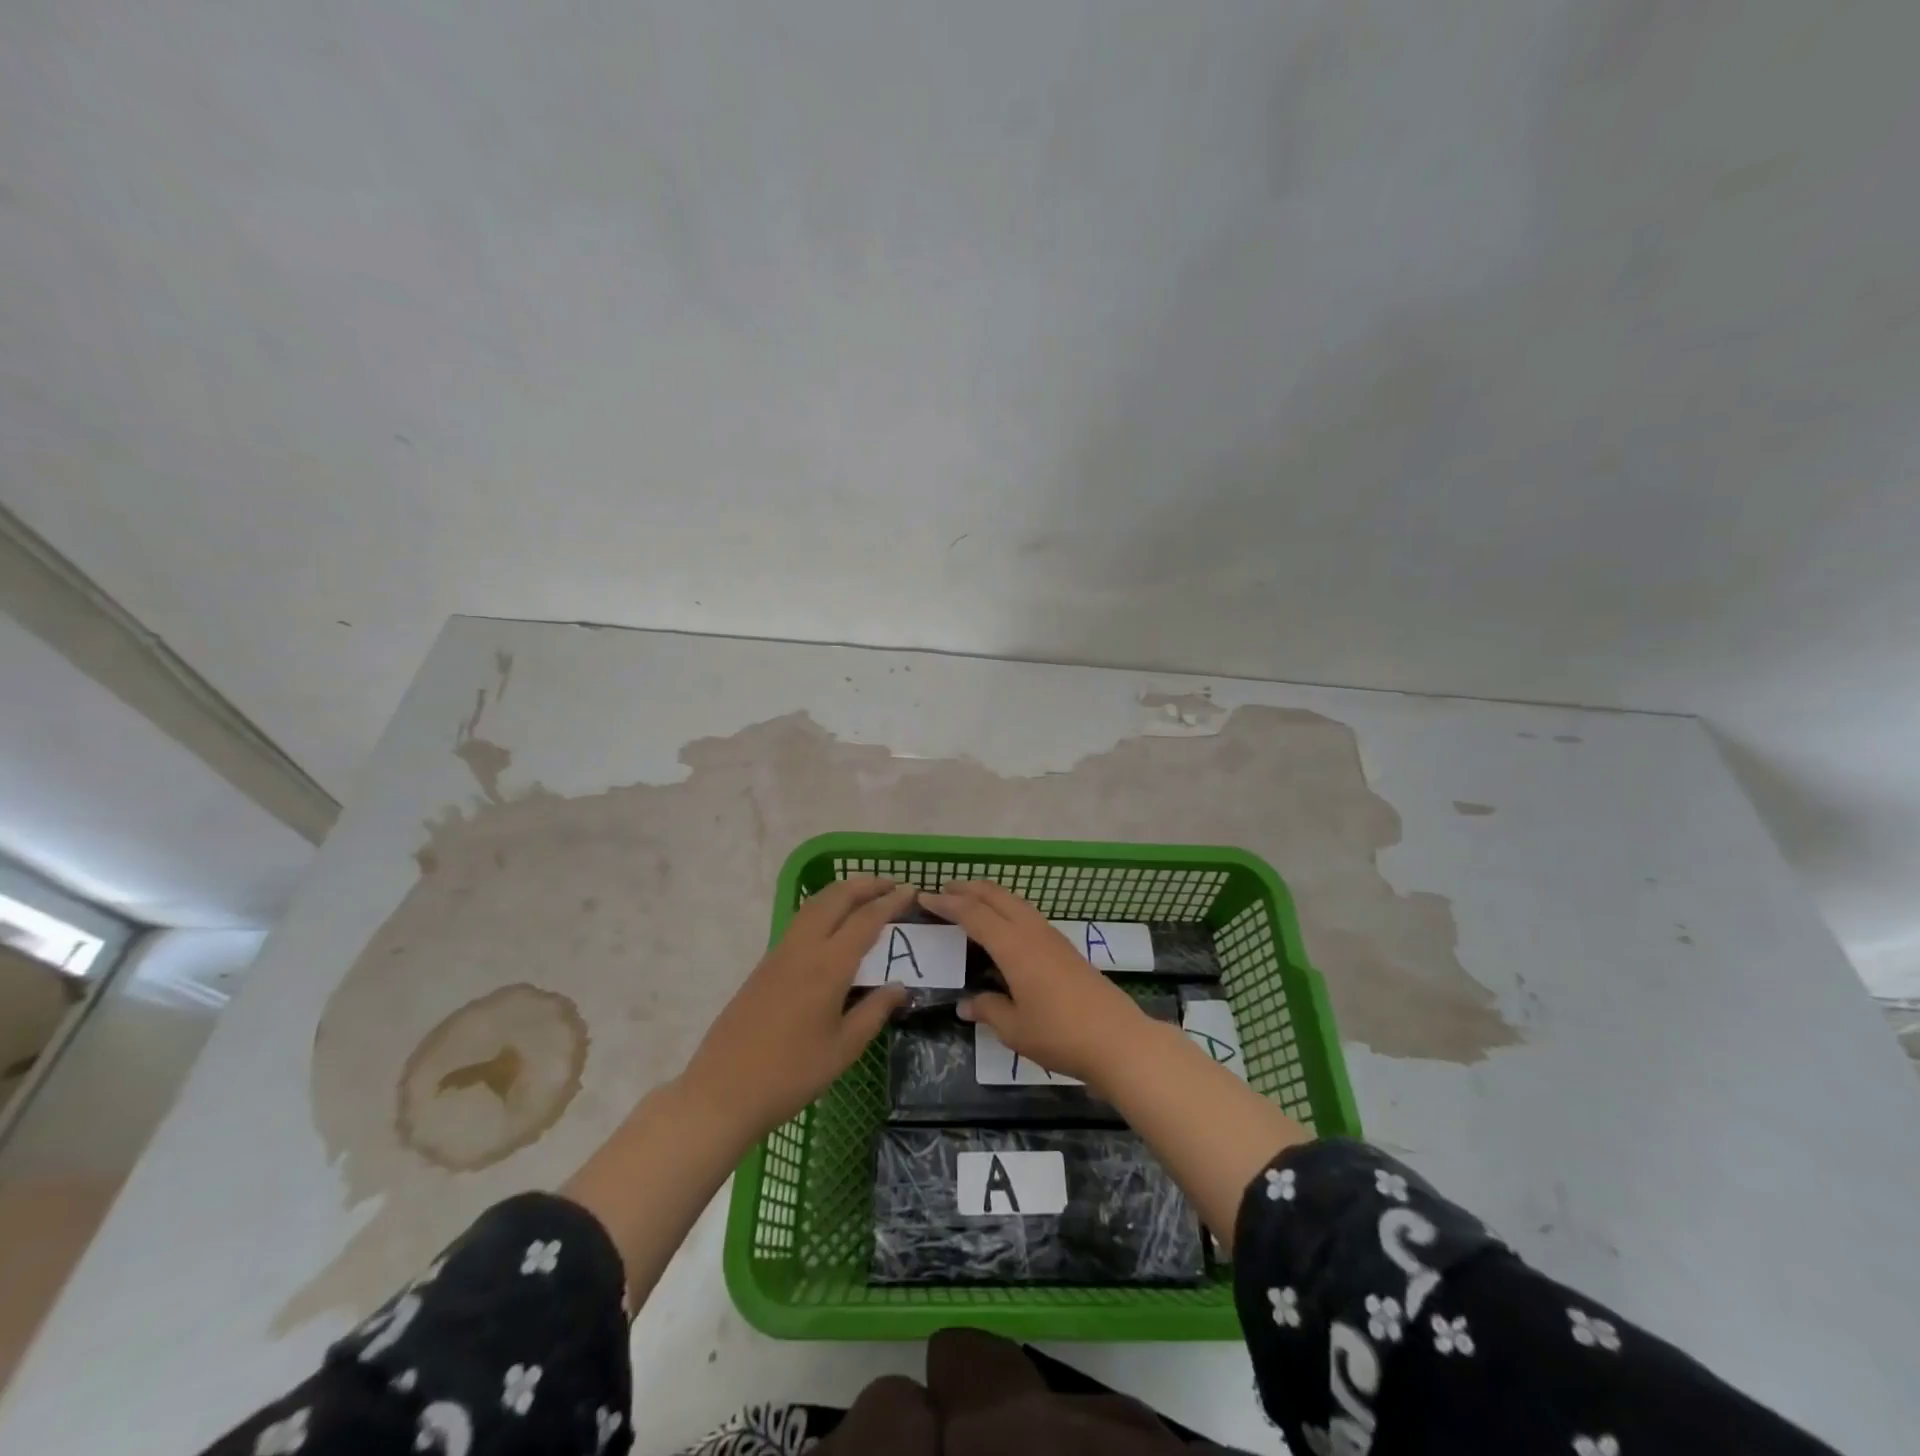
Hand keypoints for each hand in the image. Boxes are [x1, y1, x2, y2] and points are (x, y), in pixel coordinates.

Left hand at [683, 877, 913, 1133]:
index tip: (911, 890)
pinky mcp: (764, 964)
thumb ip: (874, 1011)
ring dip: (841, 892)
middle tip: (890, 883)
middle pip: (836, 898)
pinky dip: (822, 907)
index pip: (865, 920)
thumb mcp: (843, 1049)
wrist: (723, 1091)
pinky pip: (800, 921)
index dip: (890, 902)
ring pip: (813, 905)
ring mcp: (779, 954)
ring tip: (865, 893)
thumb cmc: (791, 1075)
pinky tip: (832, 922)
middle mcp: (803, 949)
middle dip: (865, 884)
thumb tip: (899, 986)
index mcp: (828, 967)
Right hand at [920, 880, 1150, 1089]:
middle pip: (996, 897)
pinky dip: (1008, 908)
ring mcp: (1052, 937)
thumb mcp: (1014, 1029)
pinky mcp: (1066, 948)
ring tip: (971, 899)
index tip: (924, 897)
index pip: (973, 914)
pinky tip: (1005, 923)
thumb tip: (966, 1004)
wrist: (1117, 1039)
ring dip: (990, 895)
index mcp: (1013, 946)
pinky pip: (1028, 914)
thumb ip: (988, 1009)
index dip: (947, 904)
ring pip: (1016, 902)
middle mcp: (1032, 932)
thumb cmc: (1059, 1034)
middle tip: (944, 889)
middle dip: (969, 889)